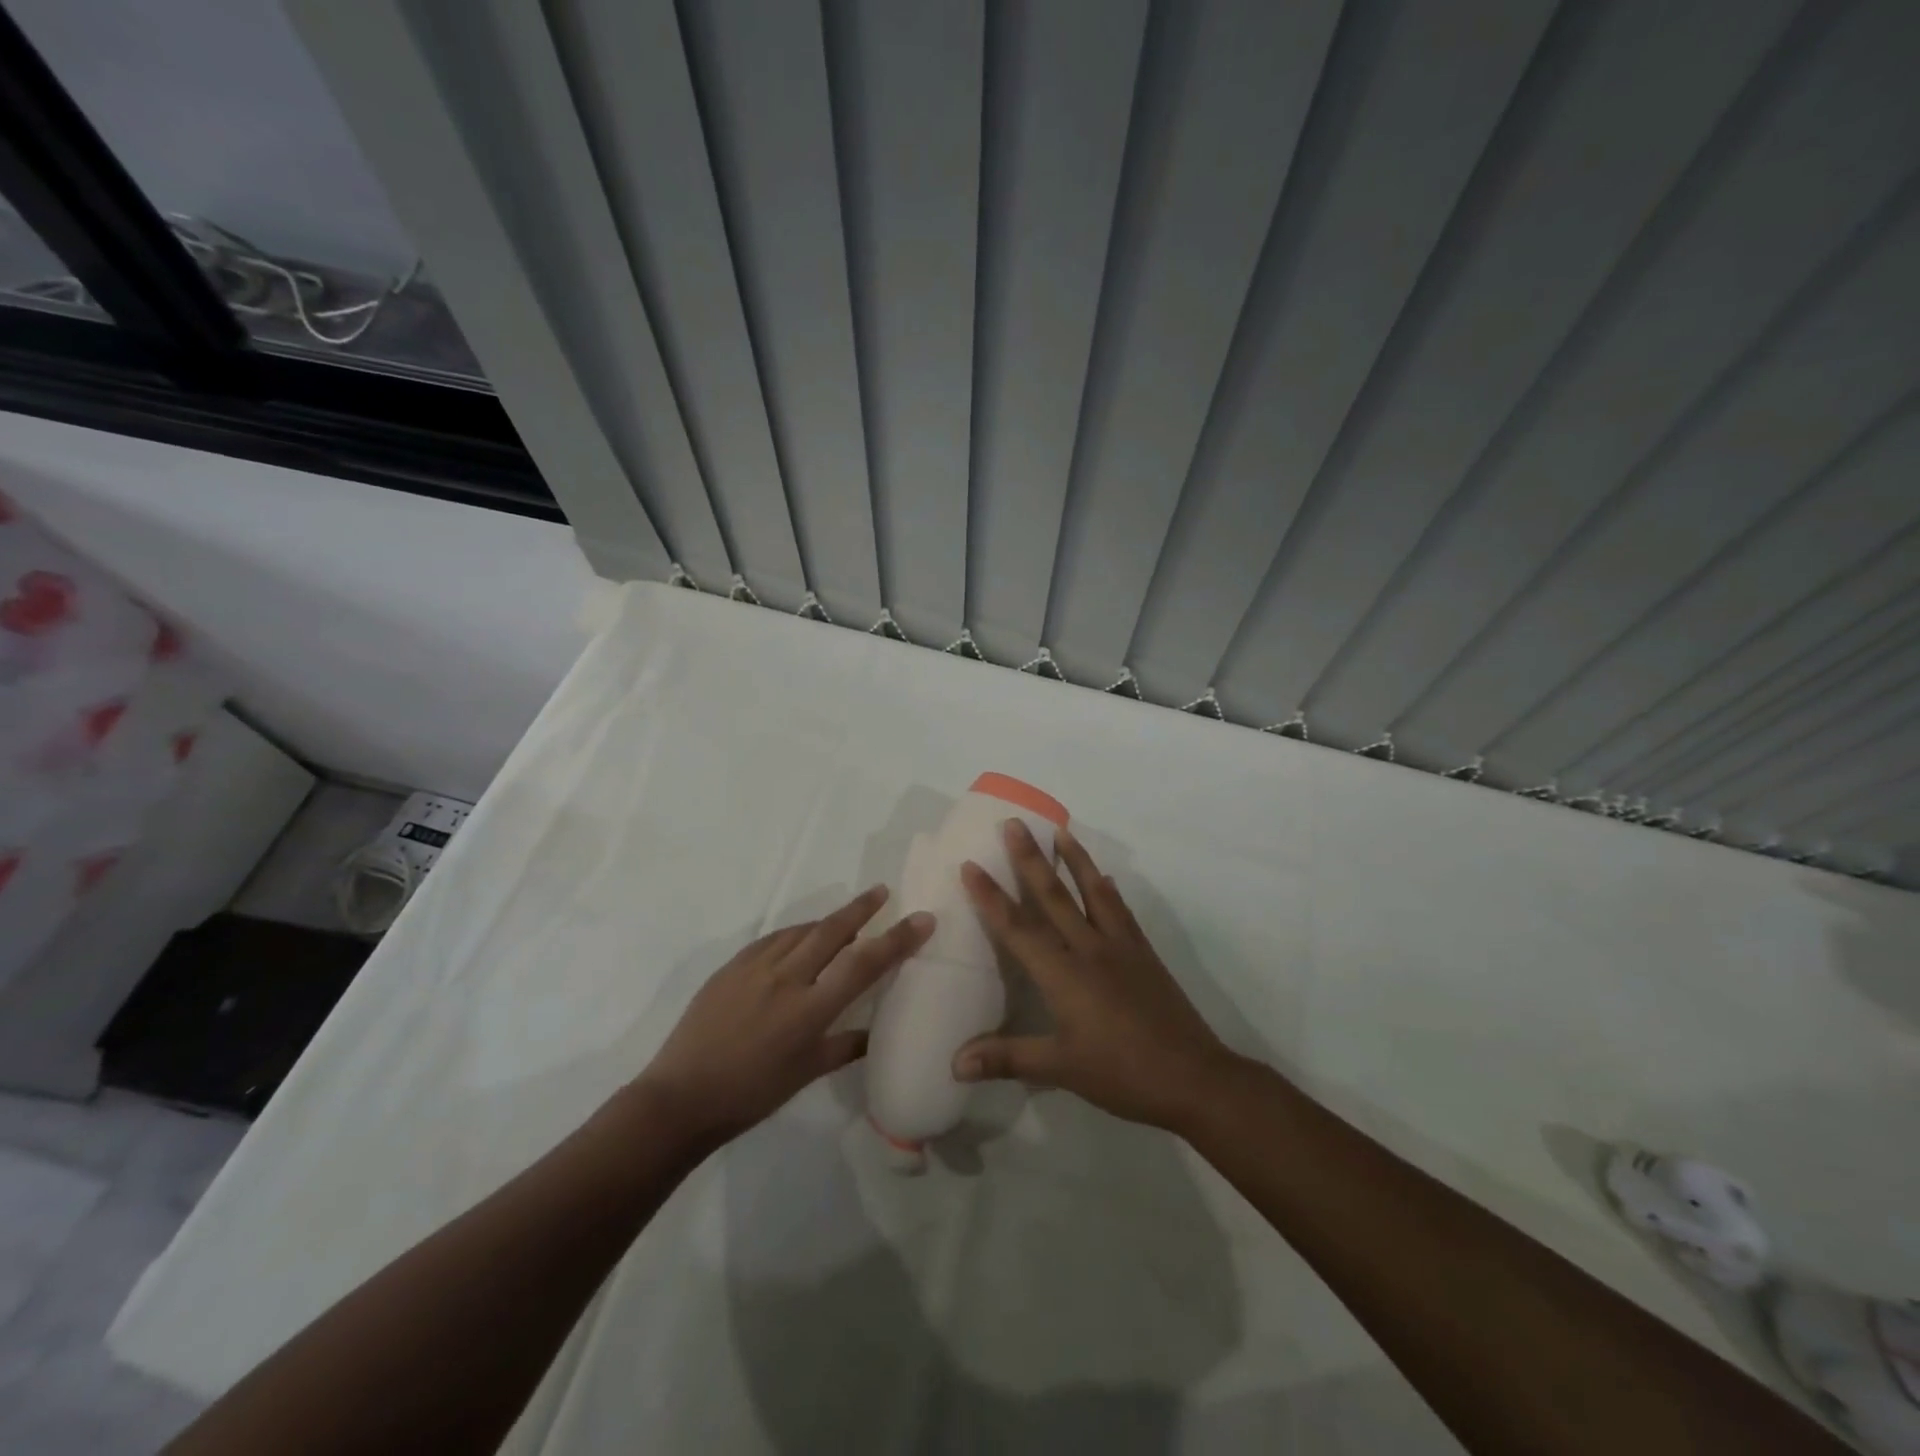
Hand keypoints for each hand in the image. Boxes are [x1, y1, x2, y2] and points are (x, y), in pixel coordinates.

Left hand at [635, 887, 933, 1150]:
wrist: (681, 1097)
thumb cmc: (751, 1094)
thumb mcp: (805, 1074)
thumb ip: (844, 1046)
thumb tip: (873, 1034)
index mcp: (810, 1009)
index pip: (864, 964)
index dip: (896, 939)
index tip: (922, 918)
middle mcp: (786, 978)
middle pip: (832, 930)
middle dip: (861, 908)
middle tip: (881, 891)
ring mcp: (755, 967)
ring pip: (801, 931)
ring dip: (827, 922)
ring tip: (844, 919)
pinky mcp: (732, 966)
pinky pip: (773, 939)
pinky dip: (794, 934)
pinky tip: (799, 939)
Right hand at [953, 820, 1240, 1133]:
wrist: (1193, 1077)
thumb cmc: (1121, 1073)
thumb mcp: (1060, 1069)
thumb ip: (1007, 1058)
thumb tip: (956, 1063)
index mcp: (1063, 974)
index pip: (1018, 928)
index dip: (991, 897)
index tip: (971, 864)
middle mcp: (1089, 949)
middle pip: (1054, 896)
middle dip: (1030, 859)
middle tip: (1014, 823)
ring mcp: (1121, 947)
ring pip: (1092, 892)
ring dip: (1075, 859)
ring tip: (1061, 830)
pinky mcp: (1144, 954)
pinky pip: (1122, 912)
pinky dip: (1110, 891)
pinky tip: (1107, 879)